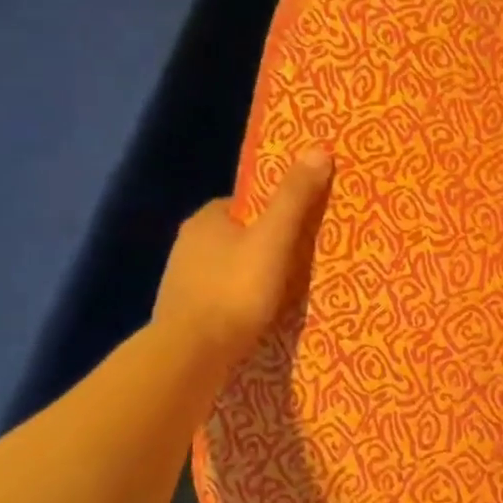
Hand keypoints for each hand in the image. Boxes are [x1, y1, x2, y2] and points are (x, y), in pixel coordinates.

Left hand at [153, 149, 335, 371]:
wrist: (191, 354)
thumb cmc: (235, 289)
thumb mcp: (274, 238)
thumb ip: (295, 198)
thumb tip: (319, 149)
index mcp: (207, 219)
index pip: (247, 204)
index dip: (276, 212)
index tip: (303, 227)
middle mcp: (188, 244)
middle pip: (240, 235)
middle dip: (267, 245)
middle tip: (303, 261)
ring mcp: (182, 280)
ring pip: (230, 267)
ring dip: (254, 275)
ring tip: (288, 291)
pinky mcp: (185, 312)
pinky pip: (223, 295)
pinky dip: (241, 300)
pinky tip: (261, 315)